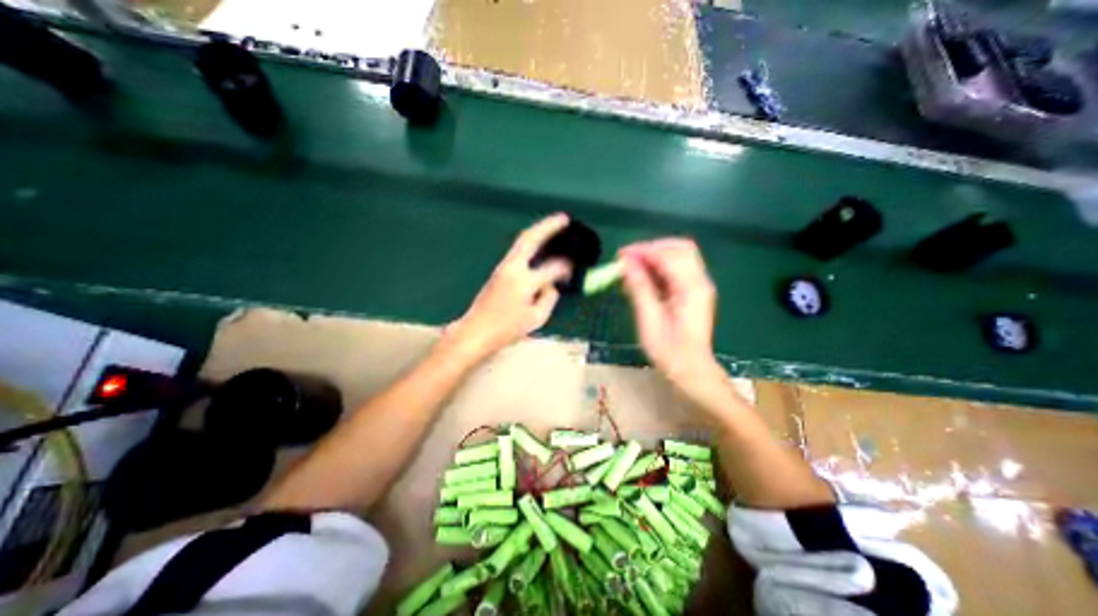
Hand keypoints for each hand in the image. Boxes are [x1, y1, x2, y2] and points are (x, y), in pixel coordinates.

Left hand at [444, 215, 574, 359]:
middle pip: (530, 239)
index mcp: (524, 282)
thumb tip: (552, 286)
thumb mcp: (536, 318)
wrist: (475, 331)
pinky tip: (538, 246)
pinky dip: (530, 244)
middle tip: (564, 218)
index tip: (574, 267)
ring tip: (553, 226)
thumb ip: (549, 299)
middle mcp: (513, 268)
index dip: (566, 267)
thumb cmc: (506, 329)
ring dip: (538, 232)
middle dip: (548, 226)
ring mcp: (503, 267)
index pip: (551, 268)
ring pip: (522, 242)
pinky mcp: (498, 271)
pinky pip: (518, 251)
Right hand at [617, 239, 722, 388]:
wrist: (691, 370)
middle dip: (652, 249)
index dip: (643, 251)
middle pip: (679, 248)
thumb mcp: (649, 319)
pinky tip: (643, 279)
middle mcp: (700, 281)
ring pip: (679, 257)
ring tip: (632, 269)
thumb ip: (639, 287)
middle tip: (628, 259)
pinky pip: (677, 270)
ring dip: (655, 257)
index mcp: (691, 287)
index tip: (620, 256)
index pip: (669, 255)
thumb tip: (626, 263)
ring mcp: (699, 286)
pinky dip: (659, 268)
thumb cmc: (669, 350)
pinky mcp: (693, 292)